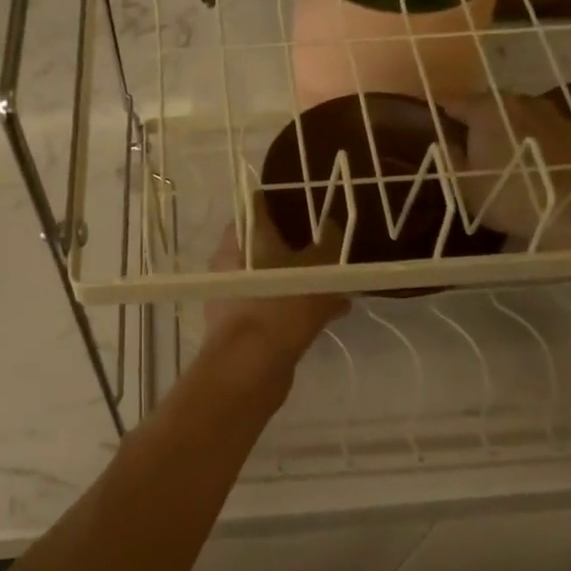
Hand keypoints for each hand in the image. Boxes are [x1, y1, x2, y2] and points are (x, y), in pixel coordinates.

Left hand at [204, 194, 348, 367]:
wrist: (249, 368)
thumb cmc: (280, 305)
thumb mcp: (316, 270)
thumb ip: (329, 245)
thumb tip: (332, 226)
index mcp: (242, 237)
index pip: (258, 206)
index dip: (284, 202)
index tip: (311, 204)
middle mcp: (231, 261)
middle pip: (266, 242)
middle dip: (299, 244)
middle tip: (330, 243)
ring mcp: (234, 293)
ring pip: (273, 276)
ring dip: (303, 278)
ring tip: (339, 282)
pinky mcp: (242, 322)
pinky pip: (274, 304)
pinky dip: (298, 305)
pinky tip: (334, 312)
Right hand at [447, 93, 570, 250]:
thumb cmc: (508, 198)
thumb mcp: (465, 185)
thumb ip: (452, 157)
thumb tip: (448, 140)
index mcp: (487, 110)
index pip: (456, 101)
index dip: (443, 112)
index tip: (436, 122)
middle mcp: (522, 102)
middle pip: (492, 103)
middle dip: (480, 117)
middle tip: (470, 139)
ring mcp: (555, 116)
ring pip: (523, 114)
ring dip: (511, 127)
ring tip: (505, 151)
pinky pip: (548, 132)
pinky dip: (537, 141)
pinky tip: (536, 163)